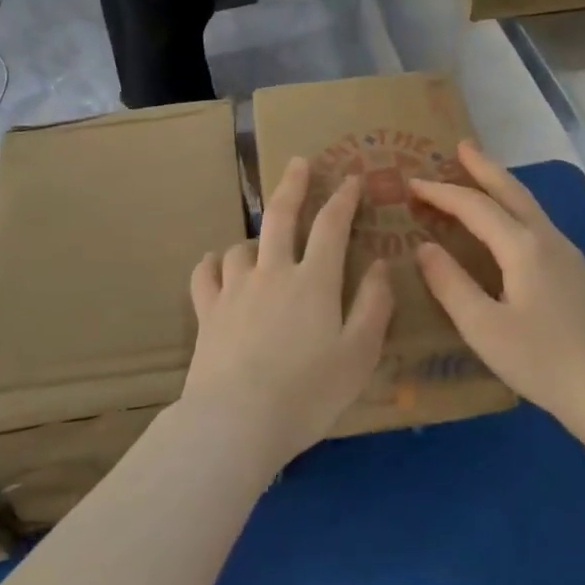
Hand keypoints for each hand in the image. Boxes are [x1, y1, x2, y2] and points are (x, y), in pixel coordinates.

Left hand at [185, 159, 392, 468]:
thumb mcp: (359, 355)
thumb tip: (380, 264)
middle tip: (298, 162)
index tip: (352, 178)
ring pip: (242, 246)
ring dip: (255, 239)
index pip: (332, 226)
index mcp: (314, 281)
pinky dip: (211, 264)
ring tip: (262, 244)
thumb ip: (374, 306)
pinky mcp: (207, 312)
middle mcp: (273, 272)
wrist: (236, 422)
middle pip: (282, 216)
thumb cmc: (307, 393)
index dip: (344, 199)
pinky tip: (215, 264)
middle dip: (293, 185)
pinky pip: (205, 275)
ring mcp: (235, 289)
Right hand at [412, 142, 584, 436]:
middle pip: (511, 191)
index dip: (441, 193)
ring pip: (529, 206)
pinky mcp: (578, 274)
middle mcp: (547, 239)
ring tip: (481, 175)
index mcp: (522, 247)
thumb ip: (450, 284)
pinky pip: (538, 224)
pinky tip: (511, 225)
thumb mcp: (484, 328)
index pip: (474, 206)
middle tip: (461, 146)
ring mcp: (568, 255)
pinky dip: (515, 209)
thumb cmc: (543, 362)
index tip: (411, 183)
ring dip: (502, 186)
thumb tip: (424, 247)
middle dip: (484, 167)